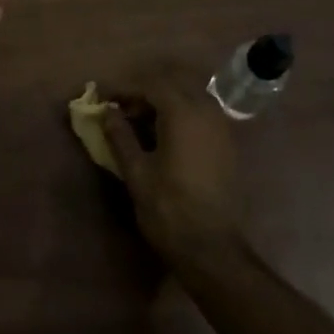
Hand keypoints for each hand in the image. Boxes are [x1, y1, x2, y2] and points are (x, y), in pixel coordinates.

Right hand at [100, 67, 242, 260]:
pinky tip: (166, 136)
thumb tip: (108, 111)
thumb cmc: (169, 209)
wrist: (213, 249)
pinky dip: (182, 114)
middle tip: (122, 110)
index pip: (150, 85)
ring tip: (142, 123)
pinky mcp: (228, 144)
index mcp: (182, 113)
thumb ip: (120, 136)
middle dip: (145, 92)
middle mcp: (206, 111)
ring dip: (165, 102)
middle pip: (173, 84)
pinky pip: (202, 113)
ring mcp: (221, 127)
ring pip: (190, 96)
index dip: (125, 89)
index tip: (104, 100)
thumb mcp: (137, 172)